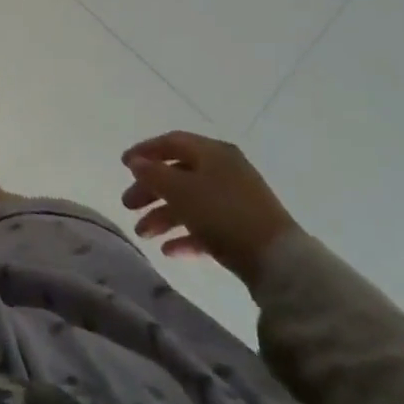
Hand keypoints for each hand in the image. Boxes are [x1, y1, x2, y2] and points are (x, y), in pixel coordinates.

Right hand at [121, 132, 296, 286]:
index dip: (145, 151)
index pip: (172, 142)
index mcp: (212, 152)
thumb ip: (153, 173)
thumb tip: (136, 162)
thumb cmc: (223, 214)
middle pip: (178, 174)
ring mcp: (235, 201)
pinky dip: (186, 235)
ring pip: (190, 202)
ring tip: (143, 234)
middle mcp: (224, 170)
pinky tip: (169, 251)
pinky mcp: (243, 229)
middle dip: (150, 190)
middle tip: (128, 206)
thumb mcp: (180, 190)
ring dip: (163, 216)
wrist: (279, 262)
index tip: (123, 165)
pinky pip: (206, 226)